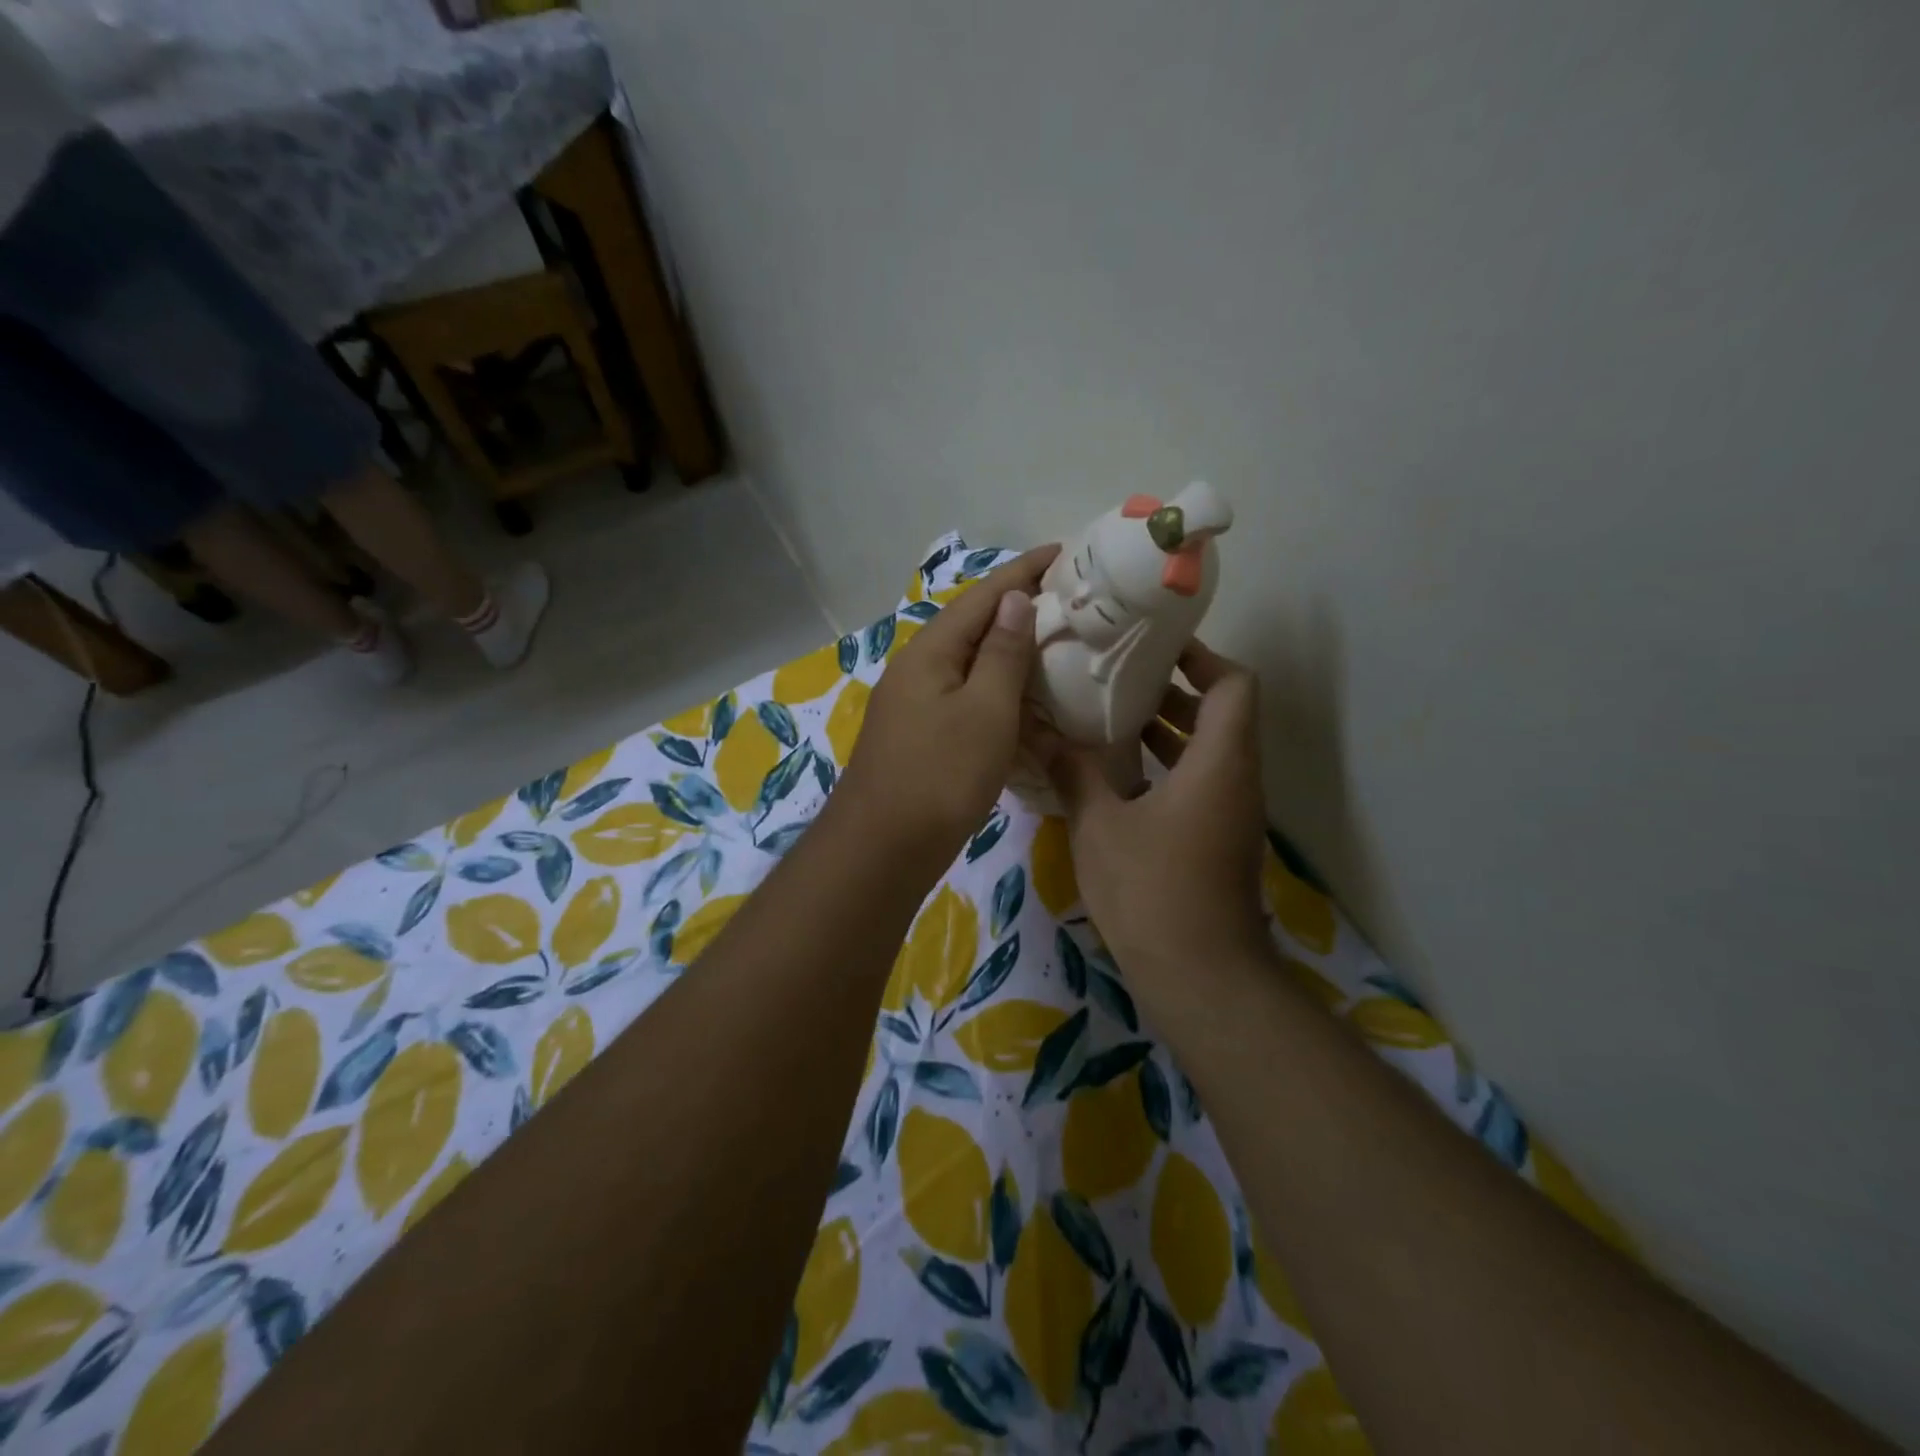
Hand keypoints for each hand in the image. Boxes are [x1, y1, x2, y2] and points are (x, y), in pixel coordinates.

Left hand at [835, 546, 1059, 869]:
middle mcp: (919, 668)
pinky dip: (999, 694)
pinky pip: (967, 699)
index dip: (1024, 571)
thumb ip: (1003, 653)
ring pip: (972, 665)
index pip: (983, 596)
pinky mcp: (923, 736)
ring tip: (1056, 646)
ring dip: (1011, 653)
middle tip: (1070, 600)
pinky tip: (1026, 704)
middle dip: (1019, 608)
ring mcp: (917, 704)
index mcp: (932, 651)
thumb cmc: (941, 775)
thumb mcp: (985, 711)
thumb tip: (1015, 598)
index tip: (1064, 552)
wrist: (884, 848)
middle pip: (974, 626)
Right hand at [1046, 640, 1270, 981]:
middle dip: (1172, 690)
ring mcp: (1230, 814)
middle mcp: (1236, 780)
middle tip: (1117, 676)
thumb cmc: (1152, 890)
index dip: (1201, 658)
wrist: (1199, 977)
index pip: (1234, 685)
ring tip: (1109, 716)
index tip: (1154, 648)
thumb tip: (1035, 730)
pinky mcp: (1217, 840)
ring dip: (1166, 730)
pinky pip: (1198, 783)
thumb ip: (1072, 771)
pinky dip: (1165, 766)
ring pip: (1208, 751)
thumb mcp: (1099, 824)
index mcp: (1219, 762)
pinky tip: (1114, 774)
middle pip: (1221, 714)